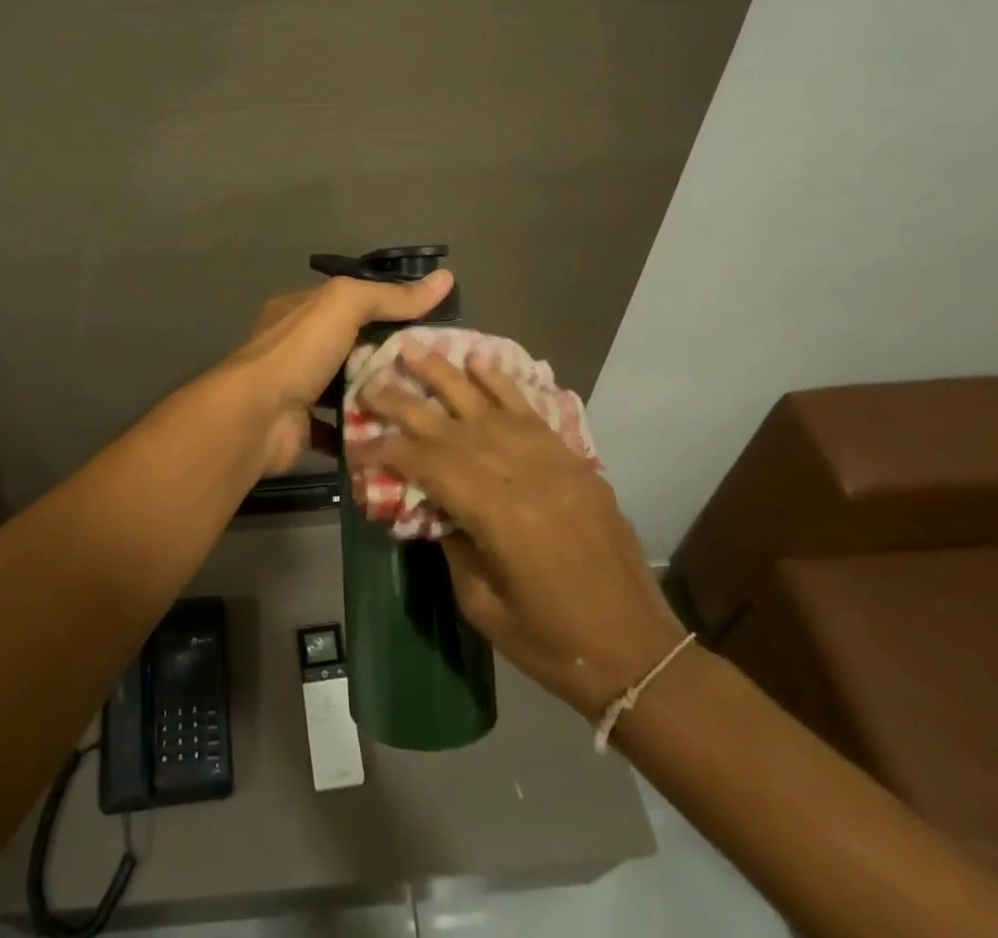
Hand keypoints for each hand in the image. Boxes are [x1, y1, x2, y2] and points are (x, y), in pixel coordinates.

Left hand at [222, 271, 454, 473]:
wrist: (255, 418)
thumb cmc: (298, 352)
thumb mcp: (344, 306)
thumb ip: (390, 295)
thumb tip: (444, 278)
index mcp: (300, 311)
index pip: (351, 302)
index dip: (389, 308)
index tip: (430, 324)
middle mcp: (296, 347)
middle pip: (352, 346)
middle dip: (388, 356)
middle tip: (435, 368)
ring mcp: (297, 389)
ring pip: (347, 389)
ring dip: (378, 394)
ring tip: (426, 401)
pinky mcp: (302, 428)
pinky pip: (340, 428)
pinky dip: (363, 430)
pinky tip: (397, 432)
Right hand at [350, 349, 686, 720]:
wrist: (637, 650)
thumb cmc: (552, 641)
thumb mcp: (483, 605)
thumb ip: (452, 544)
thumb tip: (430, 504)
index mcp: (497, 514)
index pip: (430, 465)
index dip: (390, 451)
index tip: (361, 442)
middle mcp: (521, 474)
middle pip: (451, 427)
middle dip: (405, 402)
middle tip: (370, 379)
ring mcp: (551, 460)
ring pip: (488, 406)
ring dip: (447, 375)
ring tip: (414, 348)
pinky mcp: (571, 459)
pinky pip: (531, 411)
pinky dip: (502, 383)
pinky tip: (478, 361)